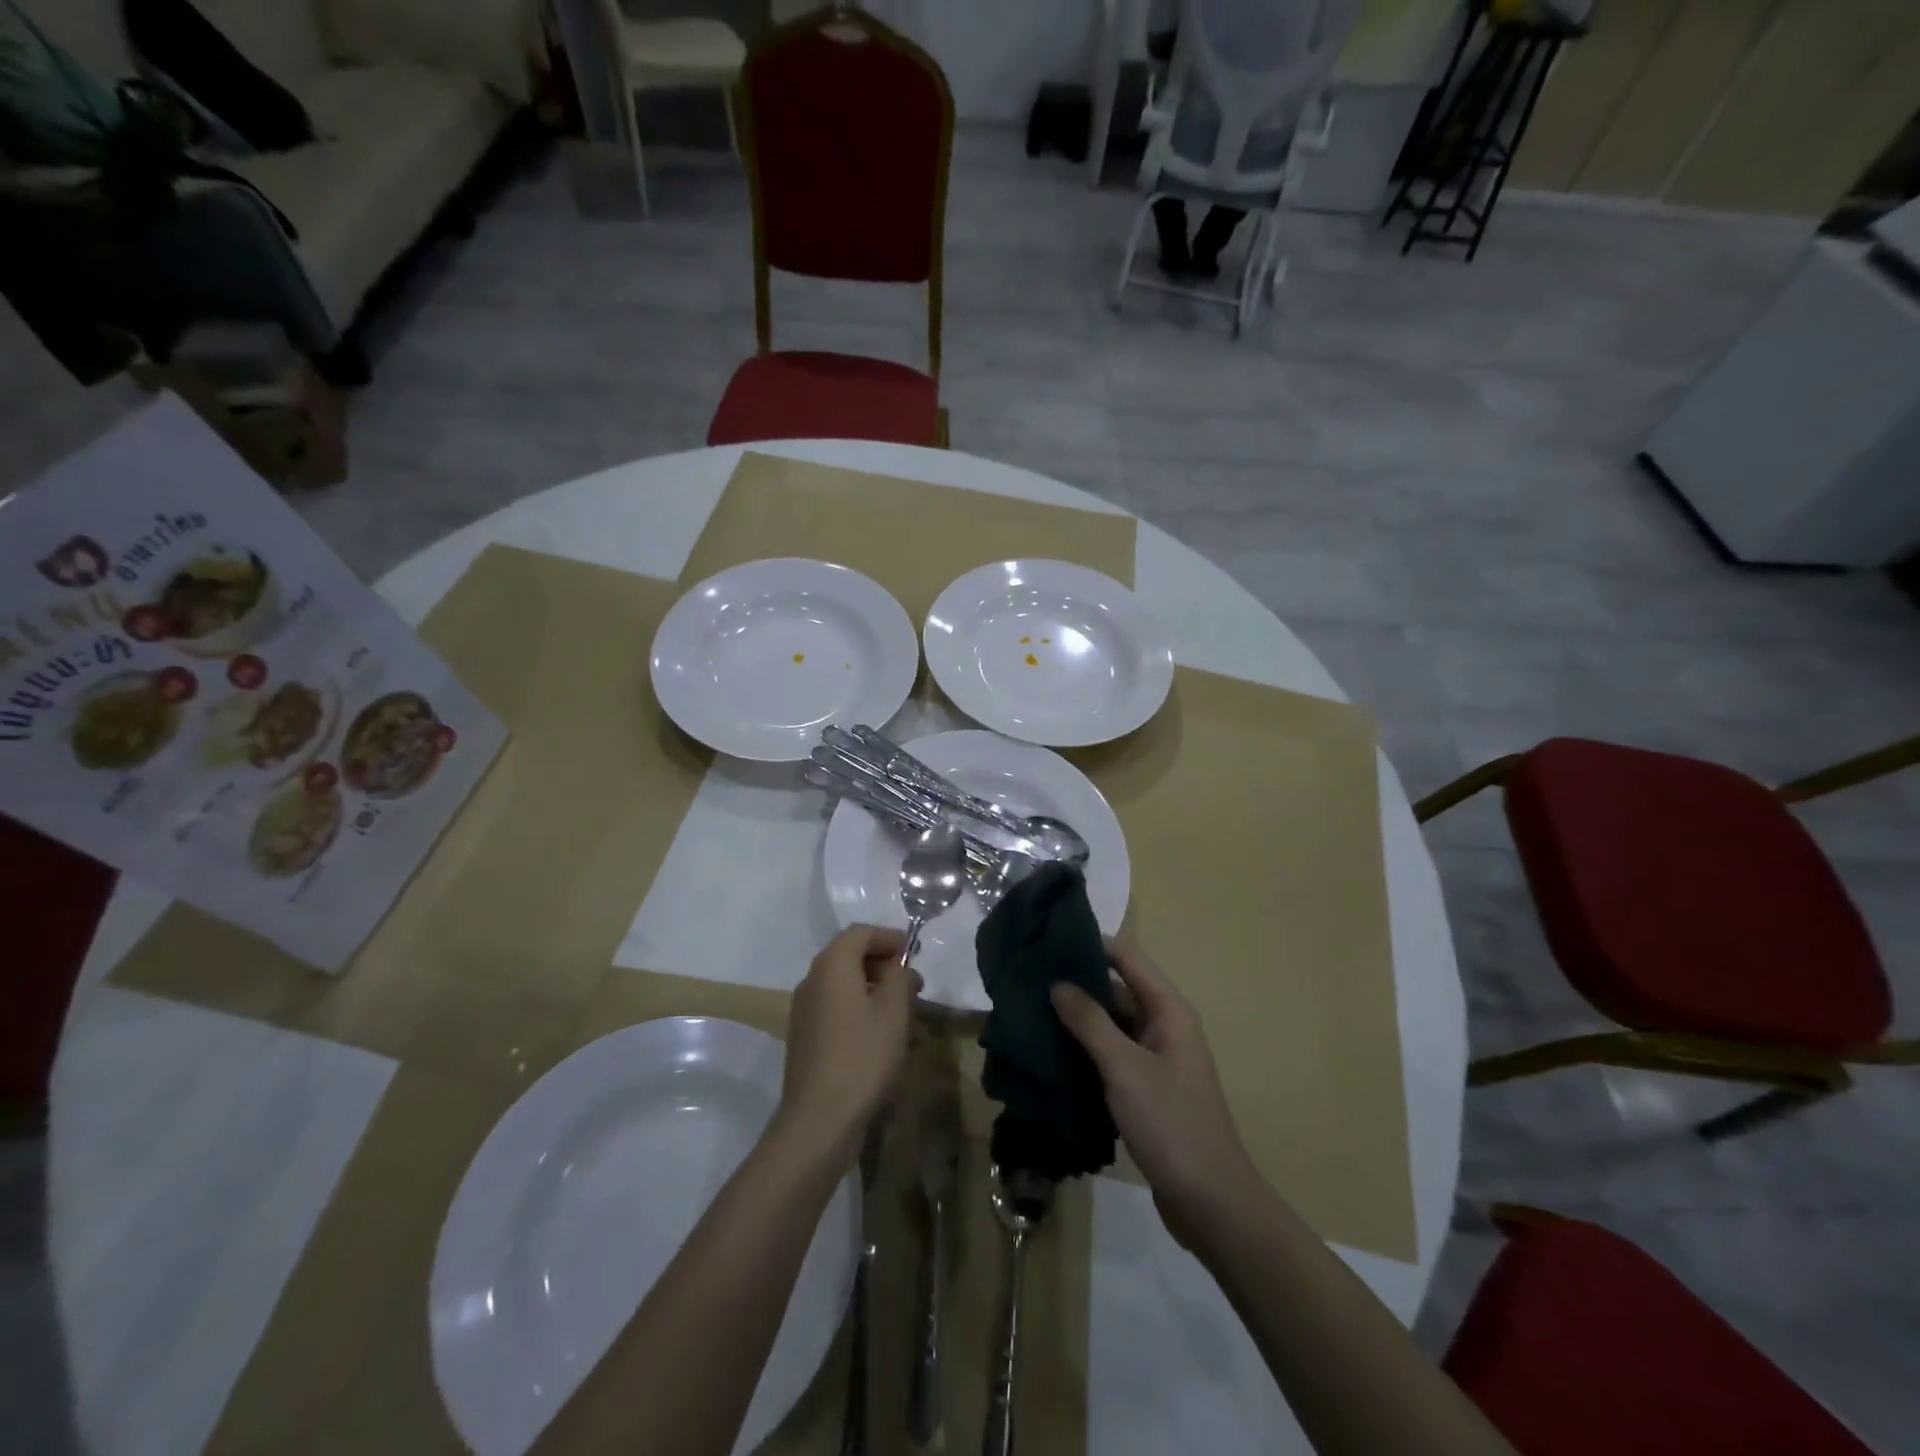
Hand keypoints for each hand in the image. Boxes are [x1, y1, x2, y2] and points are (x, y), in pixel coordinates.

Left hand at [778, 924, 920, 1166]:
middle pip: (850, 958)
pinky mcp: (807, 1039)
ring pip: (846, 988)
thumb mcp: (894, 1010)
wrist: (819, 1120)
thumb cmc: (862, 1056)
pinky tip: (886, 1039)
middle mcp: (812, 981)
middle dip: (885, 966)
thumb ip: (899, 977)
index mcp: (831, 966)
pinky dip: (863, 1013)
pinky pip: (838, 1012)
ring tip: (907, 1015)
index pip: (860, 933)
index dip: (889, 937)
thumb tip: (895, 967)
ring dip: (876, 992)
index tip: (914, 952)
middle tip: (914, 985)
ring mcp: (805, 1012)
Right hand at [1051, 941, 1257, 1251]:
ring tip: (1031, 1010)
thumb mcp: (1124, 1068)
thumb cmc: (1170, 1123)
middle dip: (1078, 983)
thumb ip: (1090, 1022)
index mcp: (1169, 1010)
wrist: (1210, 1202)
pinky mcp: (1147, 1088)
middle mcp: (1165, 1026)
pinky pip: (1112, 1055)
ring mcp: (1157, 1059)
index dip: (1093, 944)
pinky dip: (1086, 1049)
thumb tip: (1058, 983)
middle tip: (1030, 977)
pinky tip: (1051, 1052)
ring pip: (1112, 1025)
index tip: (1050, 937)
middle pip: (1118, 989)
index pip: (1128, 958)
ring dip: (1078, 1019)